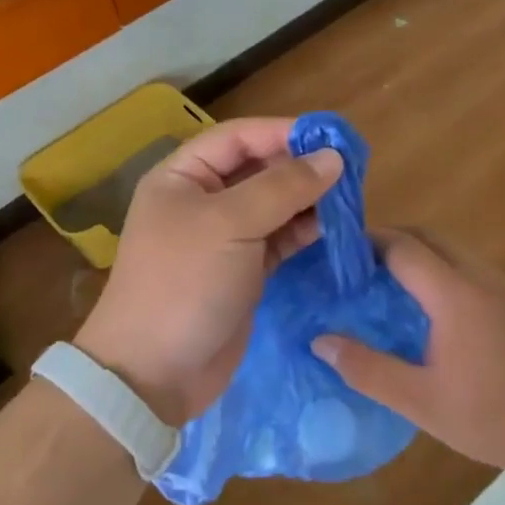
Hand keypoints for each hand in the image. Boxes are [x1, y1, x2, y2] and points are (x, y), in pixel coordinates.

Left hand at [74, 117, 343, 426]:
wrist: (155, 373)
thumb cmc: (184, 283)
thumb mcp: (230, 225)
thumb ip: (283, 188)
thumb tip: (332, 158)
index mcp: (182, 177)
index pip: (238, 138)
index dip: (282, 132)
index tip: (331, 137)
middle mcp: (201, 201)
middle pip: (257, 170)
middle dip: (299, 168)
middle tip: (349, 171)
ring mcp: (222, 239)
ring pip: (271, 206)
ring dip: (307, 201)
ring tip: (348, 199)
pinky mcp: (241, 272)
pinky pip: (277, 240)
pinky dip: (302, 232)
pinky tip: (332, 229)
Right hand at [312, 229, 504, 480]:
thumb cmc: (494, 416)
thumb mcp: (420, 401)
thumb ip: (367, 369)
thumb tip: (320, 341)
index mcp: (454, 294)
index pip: (403, 247)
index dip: (368, 243)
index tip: (340, 254)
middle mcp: (482, 277)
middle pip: (430, 237)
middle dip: (392, 240)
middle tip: (359, 266)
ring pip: (456, 251)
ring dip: (421, 255)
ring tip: (392, 286)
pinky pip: (475, 271)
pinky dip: (446, 272)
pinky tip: (439, 313)